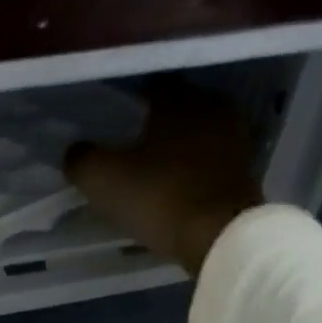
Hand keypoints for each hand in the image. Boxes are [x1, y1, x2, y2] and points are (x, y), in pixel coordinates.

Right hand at [64, 79, 264, 277]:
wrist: (219, 235)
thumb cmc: (159, 197)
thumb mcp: (103, 179)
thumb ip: (82, 160)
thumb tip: (75, 152)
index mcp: (178, 99)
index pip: (152, 87)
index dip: (131, 104)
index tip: (116, 123)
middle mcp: (211, 108)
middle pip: (178, 111)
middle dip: (158, 127)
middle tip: (134, 150)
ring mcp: (235, 141)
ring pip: (198, 138)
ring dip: (180, 151)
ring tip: (157, 173)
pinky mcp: (246, 173)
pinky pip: (212, 165)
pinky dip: (196, 174)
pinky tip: (180, 191)